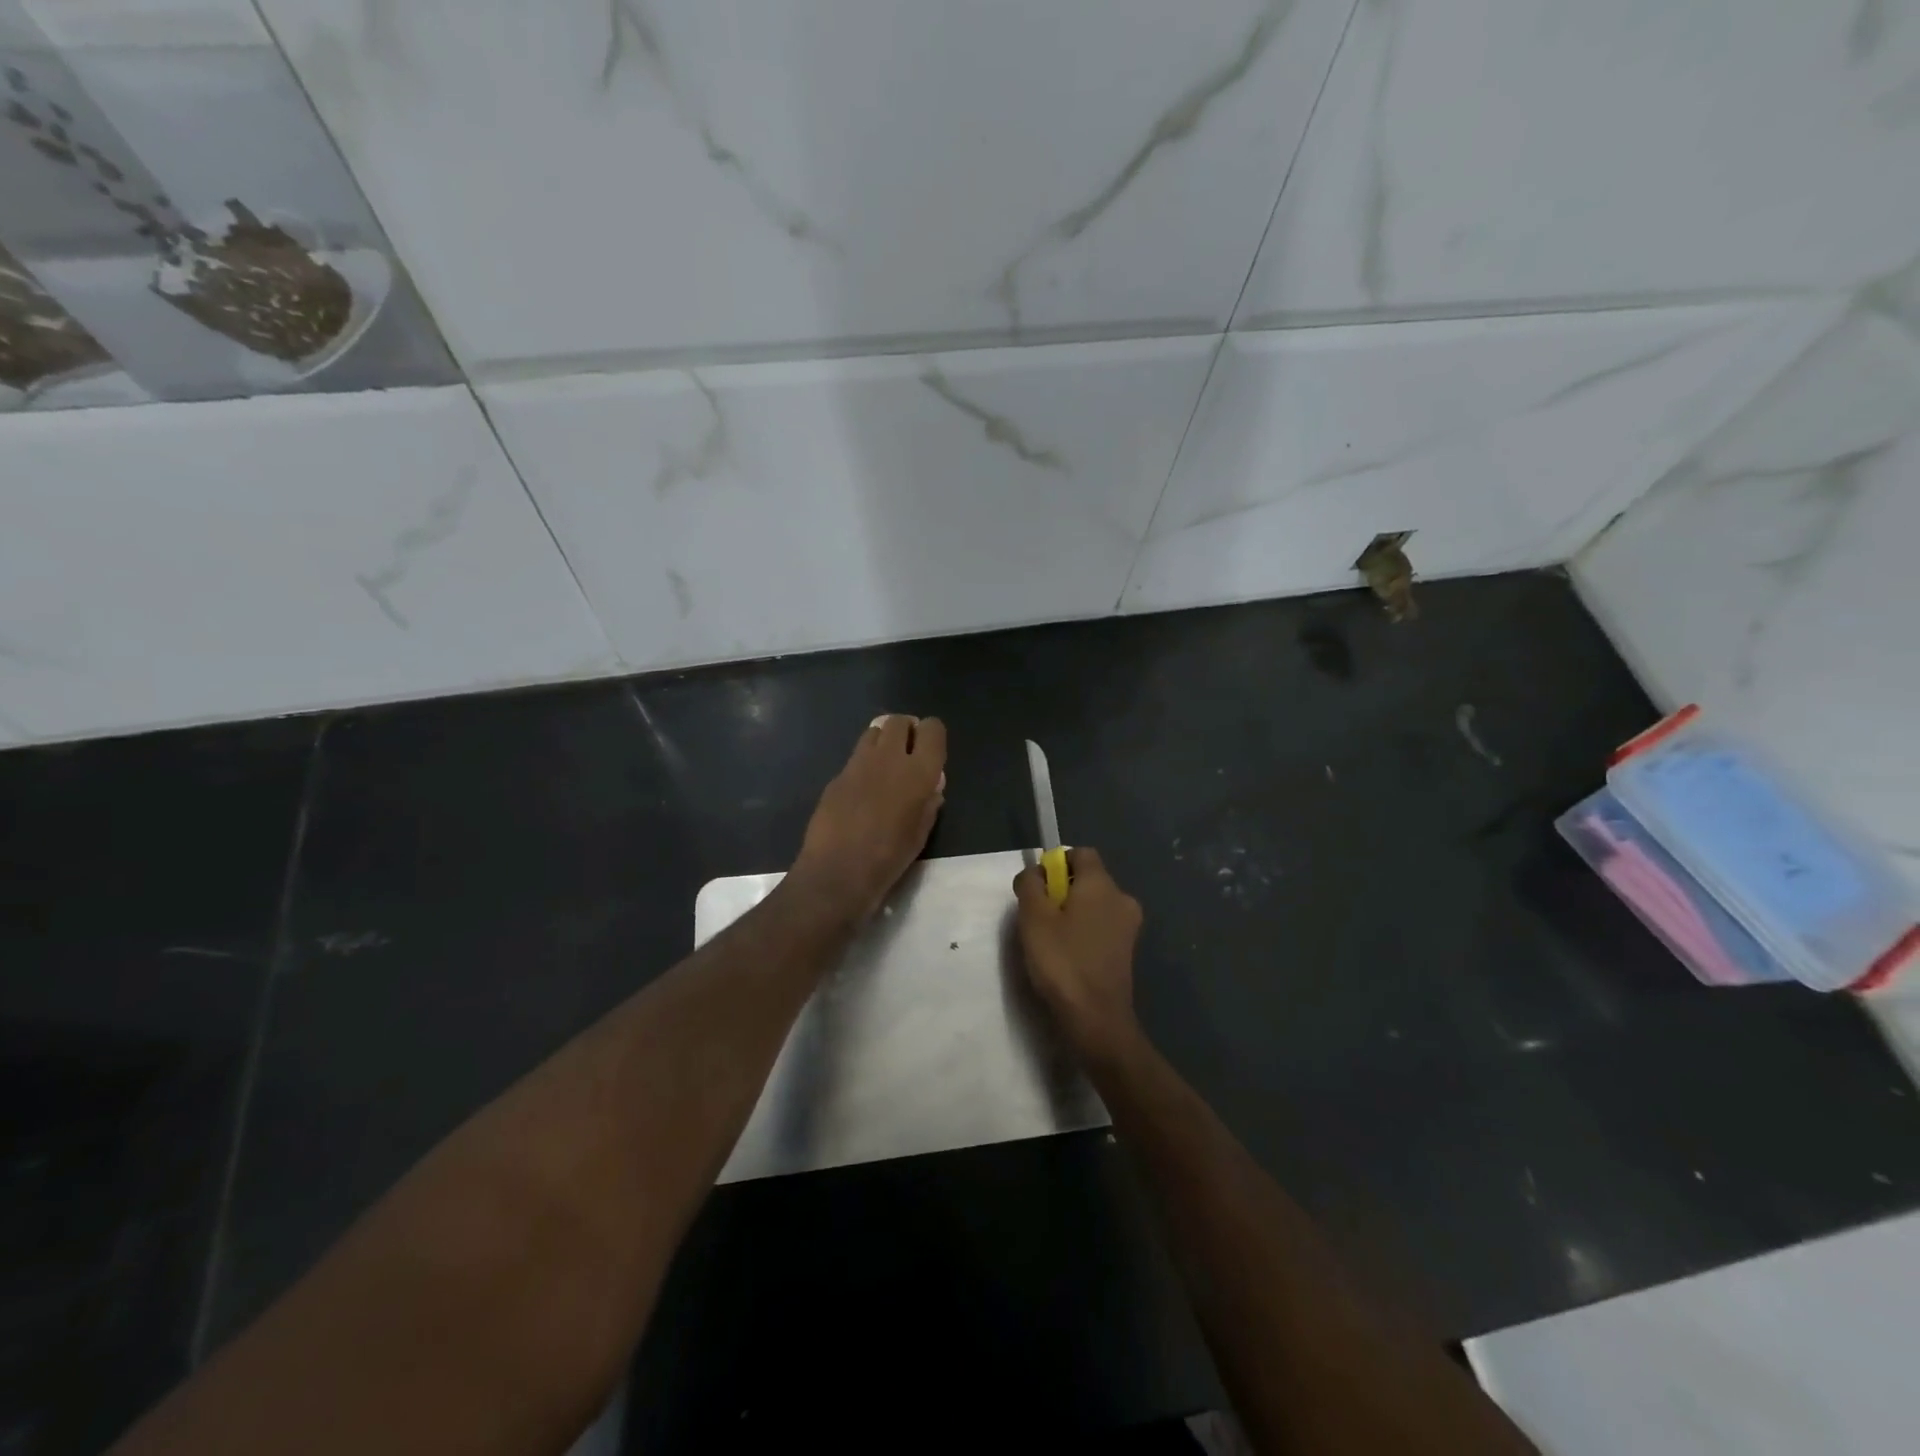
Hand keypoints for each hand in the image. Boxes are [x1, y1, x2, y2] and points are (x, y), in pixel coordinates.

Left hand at [791, 714, 946, 922]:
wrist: (838, 871)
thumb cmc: (889, 857)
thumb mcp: (921, 833)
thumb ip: (929, 803)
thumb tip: (931, 788)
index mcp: (918, 772)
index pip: (932, 729)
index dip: (932, 735)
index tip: (931, 751)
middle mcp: (889, 758)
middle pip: (899, 721)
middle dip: (906, 731)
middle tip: (908, 753)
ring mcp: (858, 764)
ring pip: (874, 732)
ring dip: (883, 741)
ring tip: (884, 766)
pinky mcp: (836, 776)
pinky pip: (855, 758)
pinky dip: (863, 765)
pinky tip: (862, 791)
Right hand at [1013, 847, 1143, 1065]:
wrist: (1096, 1018)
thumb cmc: (1062, 961)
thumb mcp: (1033, 917)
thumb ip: (1031, 885)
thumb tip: (1036, 873)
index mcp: (1101, 884)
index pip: (1081, 853)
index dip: (1056, 863)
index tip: (1038, 887)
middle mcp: (1121, 898)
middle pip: (1088, 879)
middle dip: (1062, 890)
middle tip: (1038, 917)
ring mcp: (1128, 926)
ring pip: (1094, 904)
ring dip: (1072, 913)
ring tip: (1050, 940)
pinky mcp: (1127, 950)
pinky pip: (1101, 926)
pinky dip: (1084, 932)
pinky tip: (1068, 956)